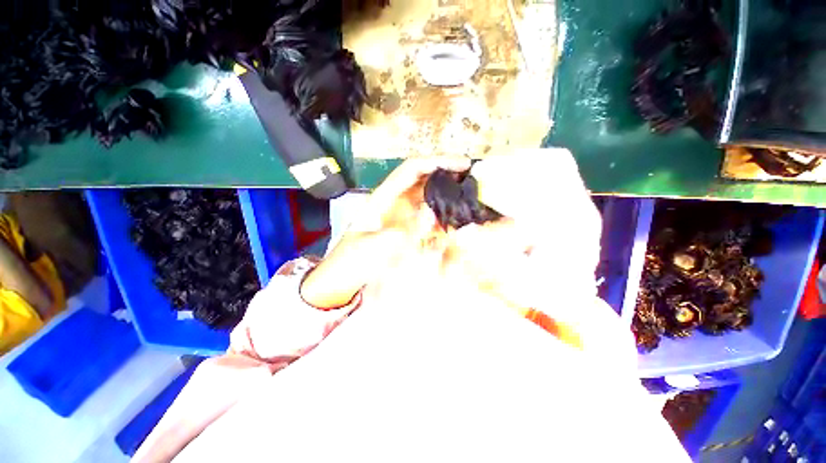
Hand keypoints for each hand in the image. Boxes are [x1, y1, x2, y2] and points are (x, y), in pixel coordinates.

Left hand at [301, 155, 470, 309]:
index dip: (436, 161)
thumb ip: (400, 232)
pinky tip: (456, 219)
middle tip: (473, 180)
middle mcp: (395, 201)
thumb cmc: (351, 262)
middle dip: (448, 174)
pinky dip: (443, 214)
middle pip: (424, 179)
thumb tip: (429, 211)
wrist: (344, 279)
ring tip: (470, 198)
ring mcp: (402, 215)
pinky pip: (429, 216)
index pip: (412, 169)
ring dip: (448, 194)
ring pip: (429, 196)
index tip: (462, 164)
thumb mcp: (371, 247)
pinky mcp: (408, 229)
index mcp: (383, 197)